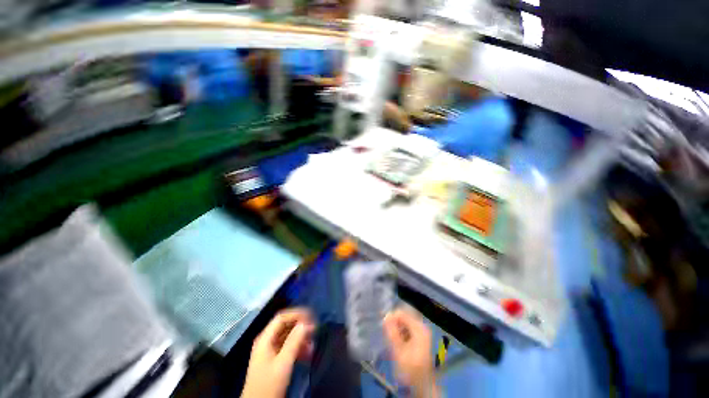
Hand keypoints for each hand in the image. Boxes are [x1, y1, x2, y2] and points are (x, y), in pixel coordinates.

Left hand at [241, 308, 315, 397]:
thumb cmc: (269, 384)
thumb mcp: (283, 363)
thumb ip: (294, 341)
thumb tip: (306, 323)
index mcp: (265, 338)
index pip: (282, 317)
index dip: (297, 314)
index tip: (312, 317)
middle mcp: (267, 341)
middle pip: (285, 325)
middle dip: (301, 326)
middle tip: (315, 329)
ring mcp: (270, 350)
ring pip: (288, 336)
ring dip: (301, 337)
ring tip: (312, 343)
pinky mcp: (274, 359)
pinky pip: (288, 346)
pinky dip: (298, 347)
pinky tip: (307, 353)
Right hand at [384, 307, 438, 397]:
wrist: (422, 384)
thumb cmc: (410, 368)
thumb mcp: (398, 350)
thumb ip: (392, 332)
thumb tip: (386, 316)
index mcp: (419, 327)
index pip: (401, 314)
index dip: (391, 318)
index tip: (383, 327)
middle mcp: (421, 326)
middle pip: (403, 318)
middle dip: (394, 325)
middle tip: (387, 335)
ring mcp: (422, 332)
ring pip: (404, 324)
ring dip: (396, 330)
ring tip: (391, 341)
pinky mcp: (420, 338)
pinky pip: (407, 330)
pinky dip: (401, 334)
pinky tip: (397, 343)